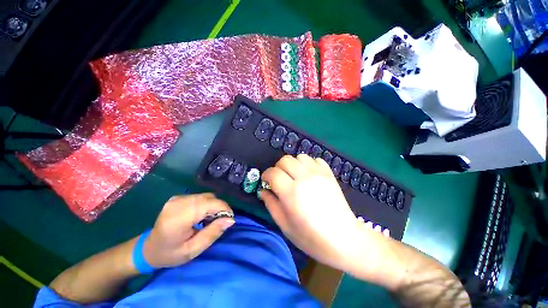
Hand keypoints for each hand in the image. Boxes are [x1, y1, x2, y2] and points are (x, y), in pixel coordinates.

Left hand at [143, 193, 234, 268]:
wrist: (149, 248)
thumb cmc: (170, 254)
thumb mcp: (193, 250)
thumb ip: (212, 233)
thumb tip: (230, 219)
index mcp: (178, 217)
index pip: (209, 204)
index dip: (223, 209)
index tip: (229, 219)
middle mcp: (178, 202)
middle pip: (209, 198)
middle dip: (220, 208)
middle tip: (221, 222)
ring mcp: (178, 198)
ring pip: (206, 196)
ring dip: (214, 206)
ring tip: (211, 220)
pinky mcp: (179, 197)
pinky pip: (201, 197)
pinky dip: (207, 204)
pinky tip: (203, 215)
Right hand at [261, 155, 363, 270]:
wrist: (344, 239)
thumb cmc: (311, 238)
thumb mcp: (285, 226)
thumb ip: (271, 205)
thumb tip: (263, 190)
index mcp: (291, 193)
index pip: (273, 173)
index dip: (266, 175)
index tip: (266, 181)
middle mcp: (304, 178)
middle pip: (285, 160)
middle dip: (278, 168)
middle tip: (280, 179)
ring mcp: (319, 174)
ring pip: (300, 157)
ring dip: (293, 164)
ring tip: (295, 176)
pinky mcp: (329, 174)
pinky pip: (315, 159)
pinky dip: (309, 164)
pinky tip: (309, 175)